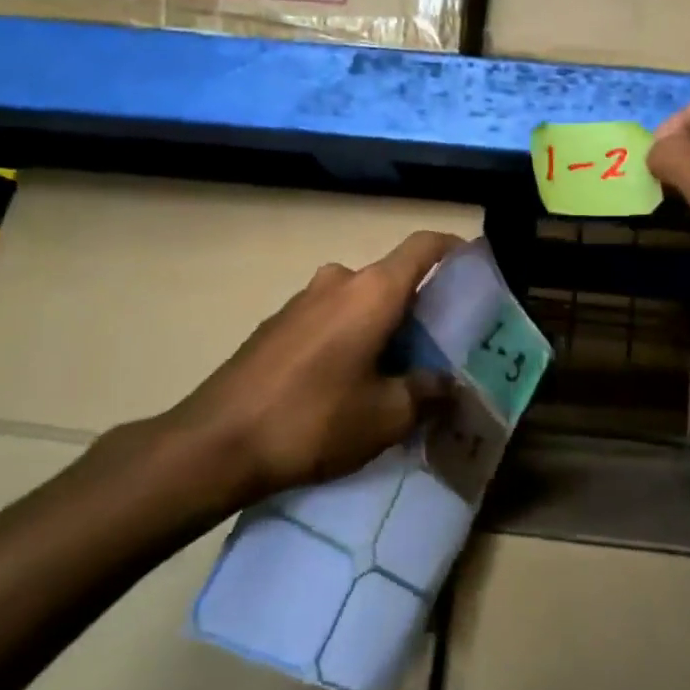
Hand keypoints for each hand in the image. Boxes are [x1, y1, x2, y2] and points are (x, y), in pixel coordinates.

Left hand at [124, 231, 461, 519]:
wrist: (214, 443)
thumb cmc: (313, 420)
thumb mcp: (386, 417)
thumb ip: (426, 393)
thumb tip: (448, 385)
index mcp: (373, 291)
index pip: (424, 246)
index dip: (455, 249)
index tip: (476, 267)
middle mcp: (338, 281)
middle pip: (392, 278)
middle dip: (420, 306)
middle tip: (439, 346)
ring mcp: (302, 300)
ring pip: (359, 300)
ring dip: (382, 325)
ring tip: (394, 370)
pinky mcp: (275, 324)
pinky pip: (328, 317)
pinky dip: (349, 336)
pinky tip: (346, 383)